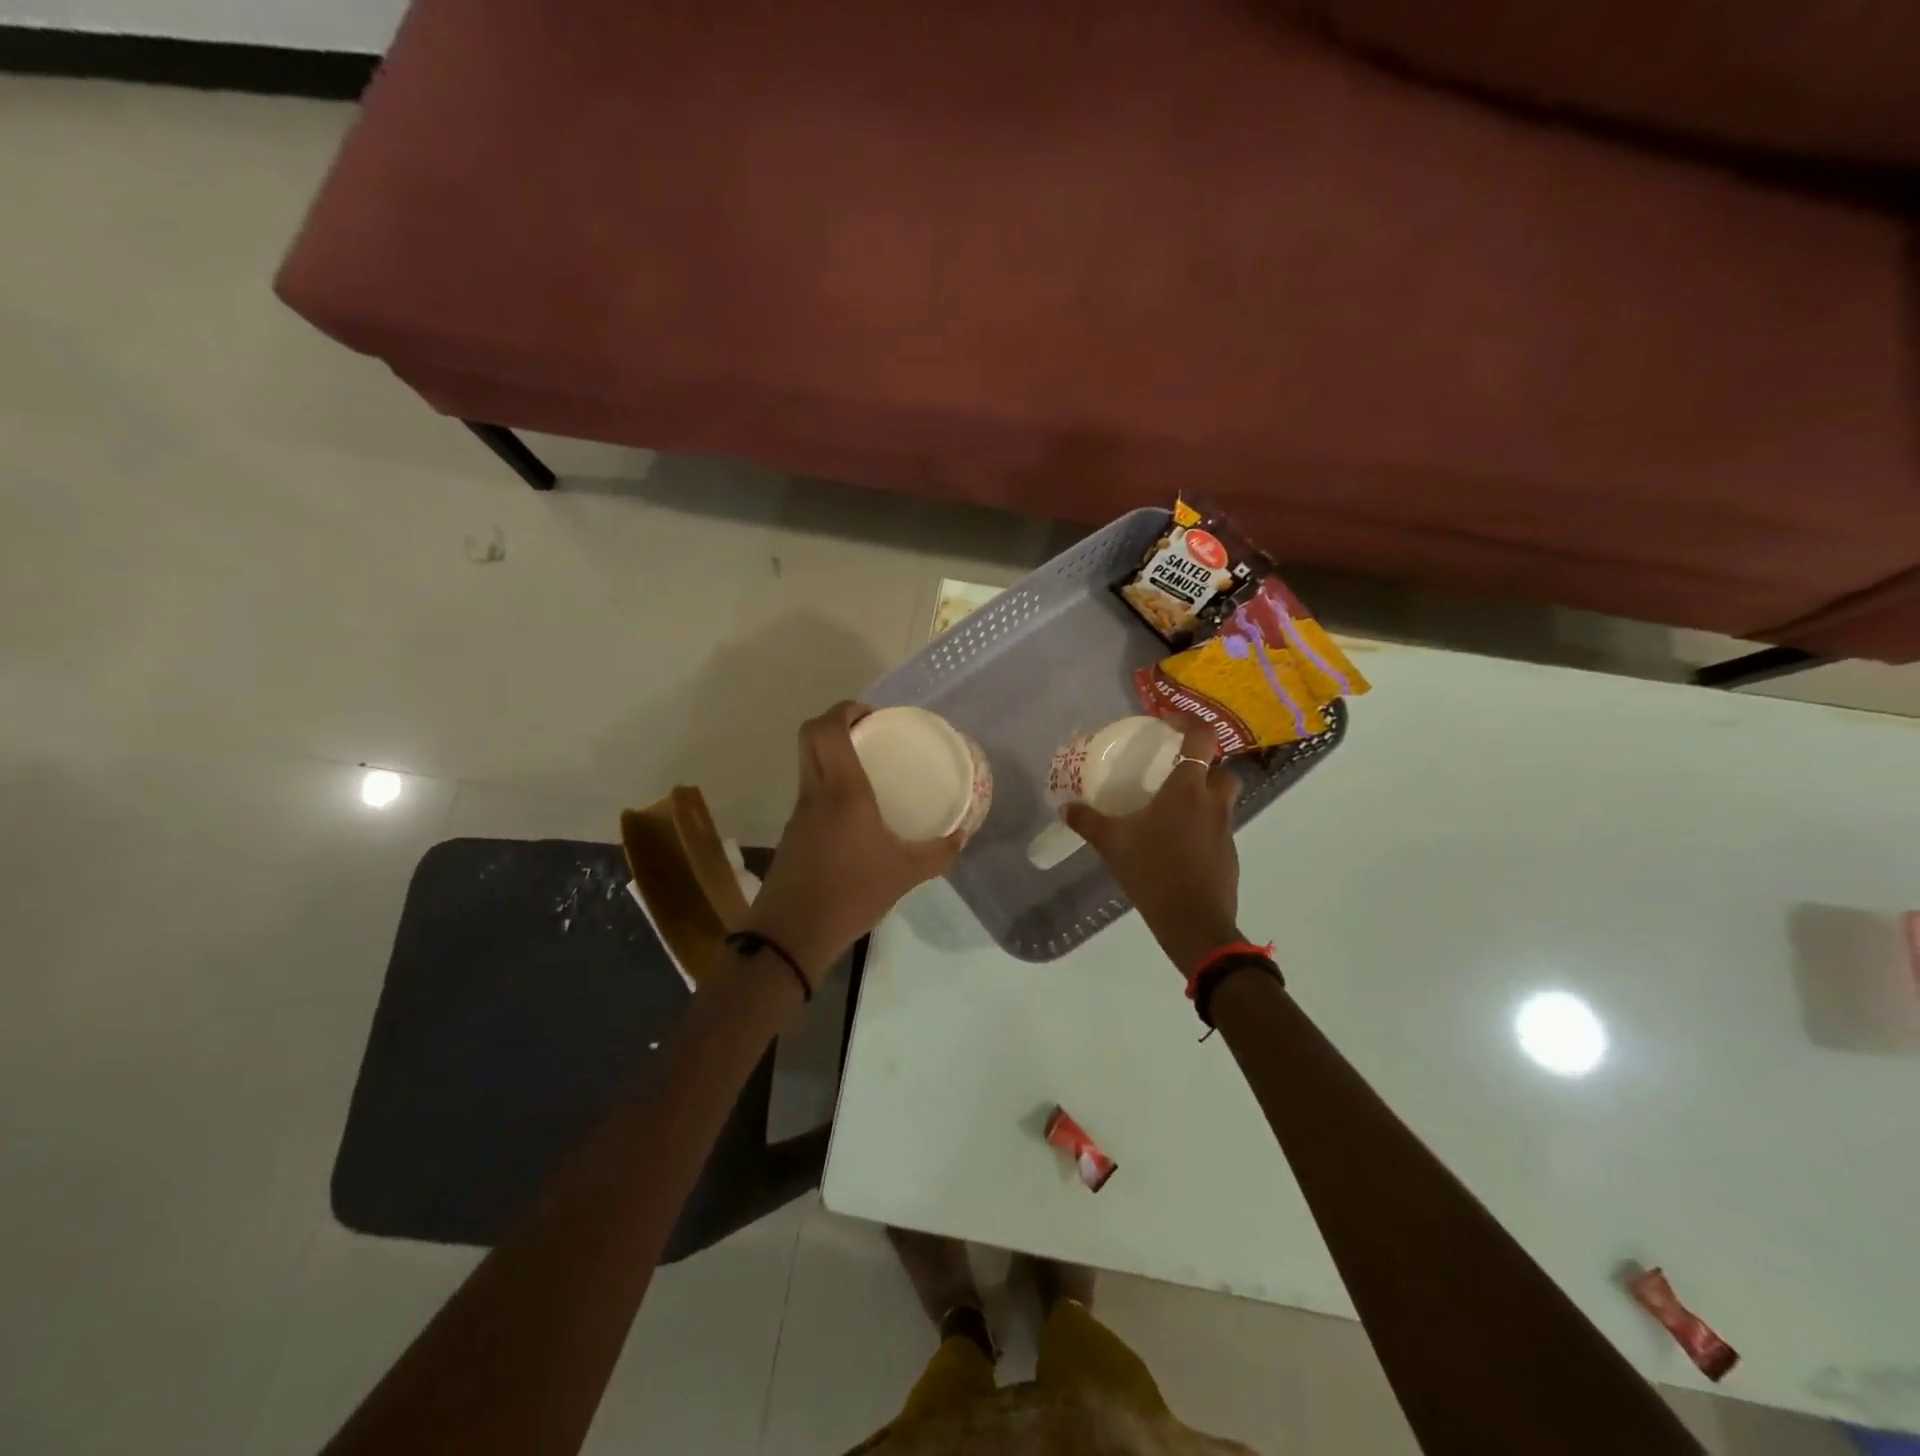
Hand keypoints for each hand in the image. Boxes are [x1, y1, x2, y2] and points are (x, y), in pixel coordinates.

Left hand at [744, 702, 964, 987]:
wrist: (792, 934)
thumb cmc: (851, 894)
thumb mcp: (905, 874)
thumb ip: (938, 853)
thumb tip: (961, 836)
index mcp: (842, 791)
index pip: (827, 729)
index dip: (846, 709)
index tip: (874, 716)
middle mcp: (815, 792)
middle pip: (810, 736)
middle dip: (837, 723)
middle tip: (872, 733)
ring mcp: (799, 812)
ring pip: (809, 762)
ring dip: (832, 753)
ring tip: (869, 767)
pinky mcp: (794, 832)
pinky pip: (811, 790)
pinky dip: (831, 784)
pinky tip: (857, 811)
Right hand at [1064, 720, 1242, 976]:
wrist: (1193, 923)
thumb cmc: (1153, 872)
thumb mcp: (1112, 844)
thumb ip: (1088, 822)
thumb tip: (1065, 807)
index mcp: (1187, 789)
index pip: (1202, 738)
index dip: (1189, 722)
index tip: (1169, 723)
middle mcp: (1212, 802)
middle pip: (1221, 769)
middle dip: (1204, 764)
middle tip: (1175, 771)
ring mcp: (1225, 829)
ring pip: (1223, 799)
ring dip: (1205, 796)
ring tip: (1173, 808)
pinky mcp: (1229, 854)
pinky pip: (1219, 828)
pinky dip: (1203, 826)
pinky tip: (1178, 844)